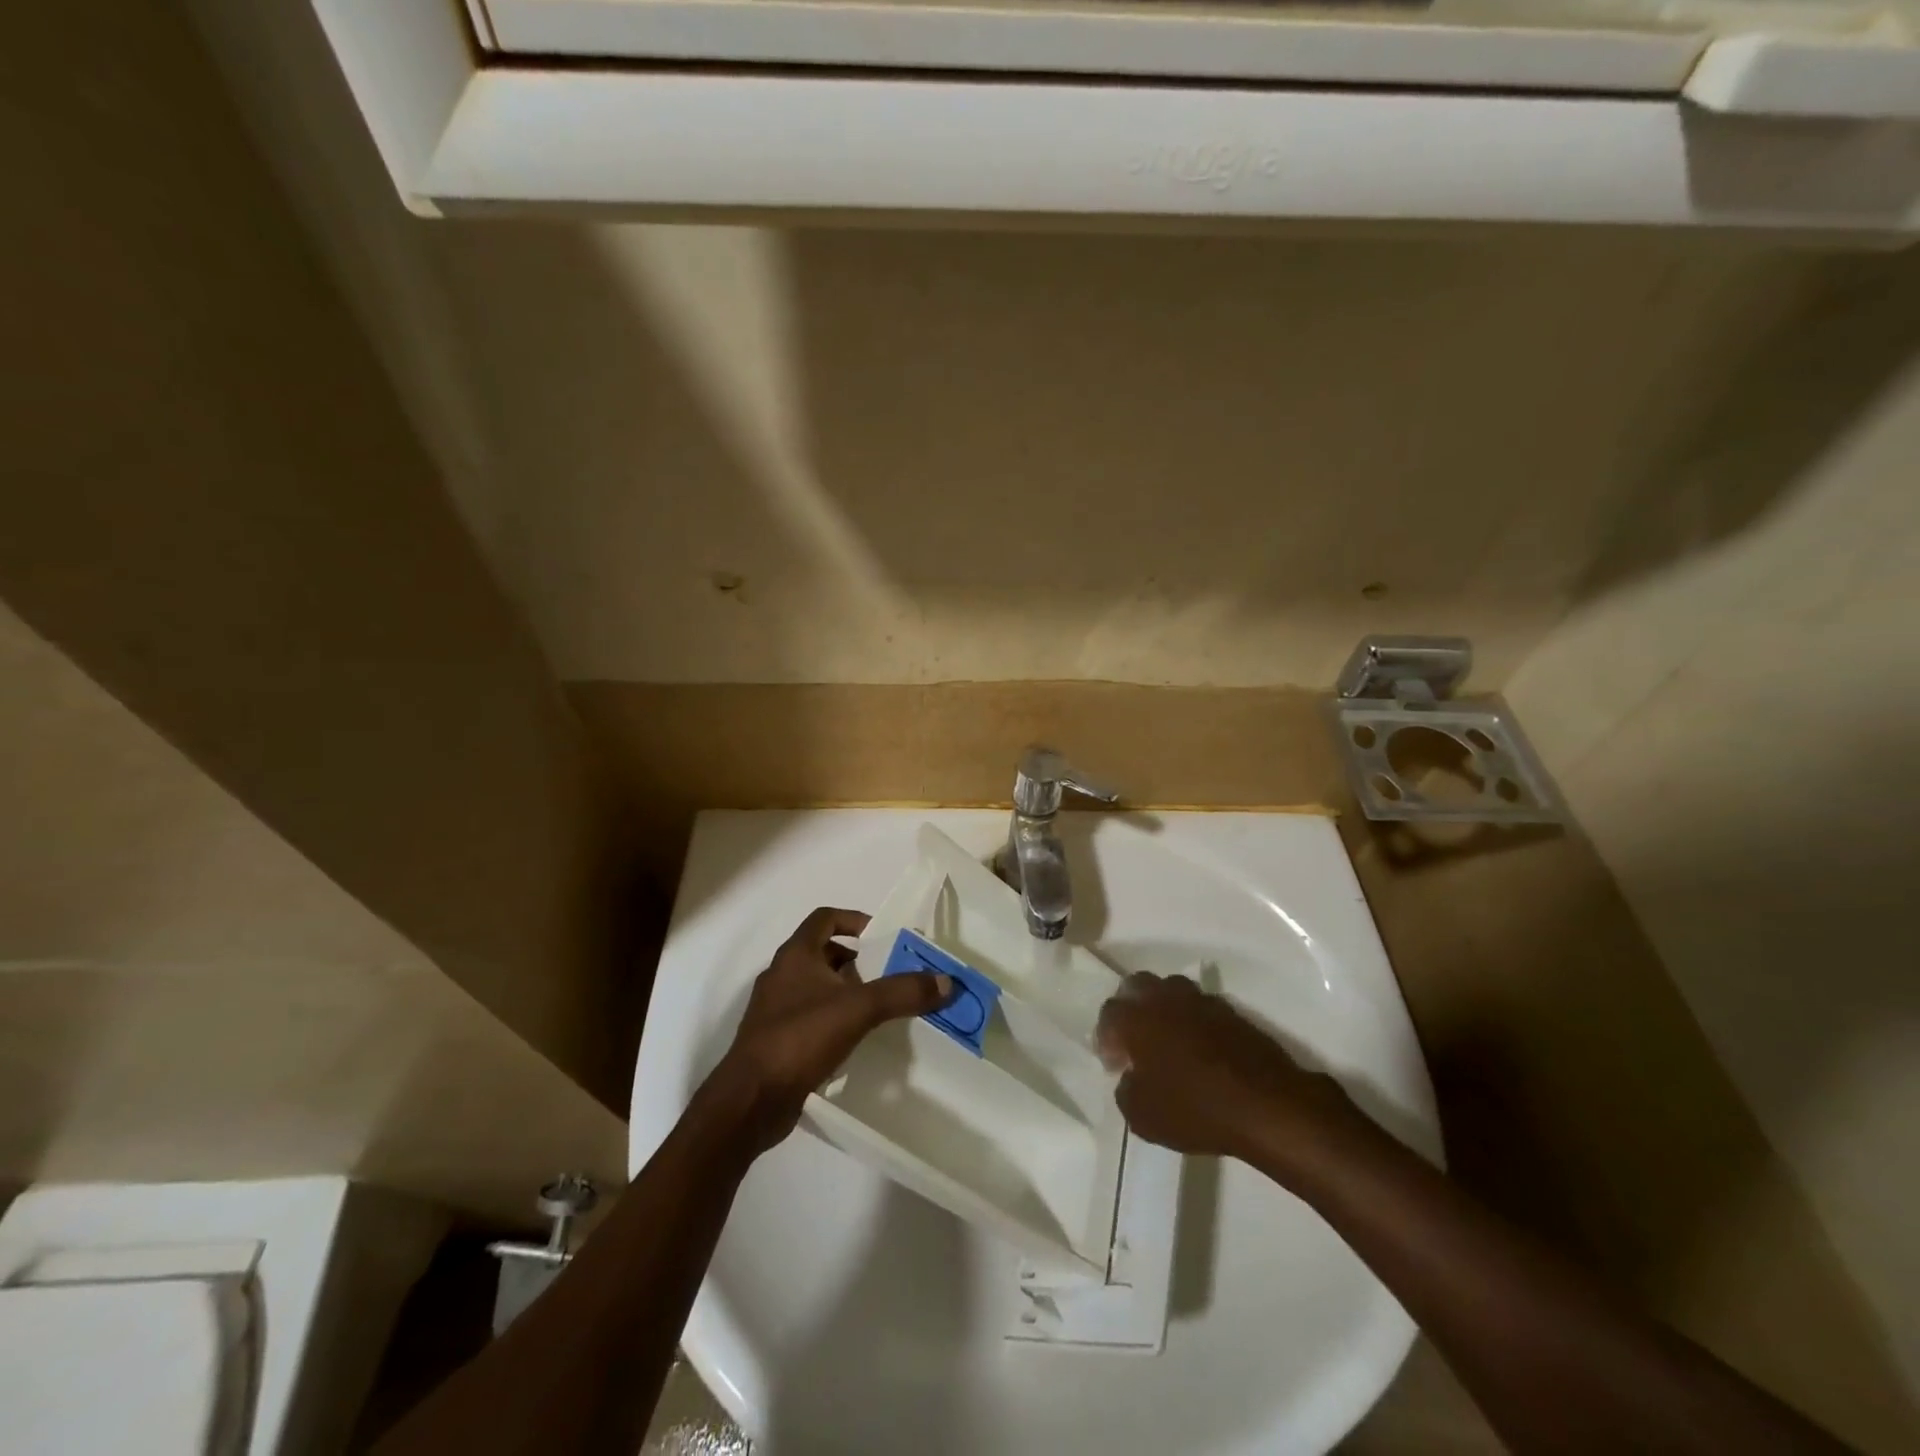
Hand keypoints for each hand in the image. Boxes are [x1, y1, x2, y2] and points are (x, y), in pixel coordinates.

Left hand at [709, 908, 949, 1155]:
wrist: (750, 1100)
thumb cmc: (800, 1038)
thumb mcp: (858, 1009)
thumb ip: (902, 992)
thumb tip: (946, 981)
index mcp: (796, 955)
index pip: (825, 918)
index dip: (854, 920)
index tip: (881, 936)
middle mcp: (782, 975)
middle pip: (822, 952)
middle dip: (856, 960)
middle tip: (888, 973)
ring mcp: (775, 1010)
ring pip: (817, 987)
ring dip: (846, 990)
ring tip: (878, 1006)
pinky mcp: (776, 1041)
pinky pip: (811, 1017)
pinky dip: (834, 1018)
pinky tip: (856, 1038)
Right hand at [1096, 972, 1352, 1166]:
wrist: (1265, 1105)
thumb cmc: (1194, 1109)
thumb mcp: (1141, 1116)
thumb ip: (1126, 1089)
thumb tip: (1131, 1076)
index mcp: (1135, 1017)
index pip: (1109, 1014)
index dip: (1106, 1039)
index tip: (1116, 1065)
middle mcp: (1163, 998)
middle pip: (1136, 986)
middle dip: (1130, 1008)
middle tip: (1135, 1041)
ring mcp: (1198, 1000)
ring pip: (1170, 989)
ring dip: (1162, 1008)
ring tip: (1168, 1040)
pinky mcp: (1229, 1010)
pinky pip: (1199, 1006)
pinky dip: (1192, 1020)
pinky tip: (1199, 1048)